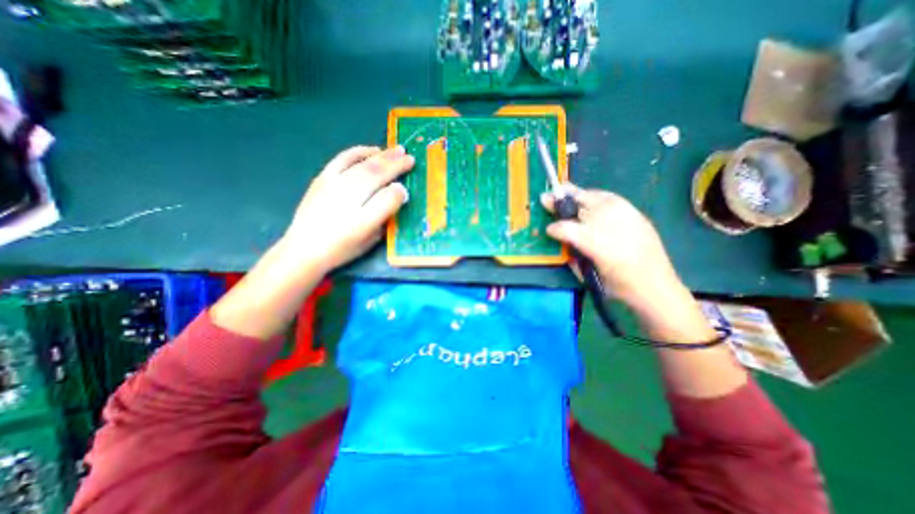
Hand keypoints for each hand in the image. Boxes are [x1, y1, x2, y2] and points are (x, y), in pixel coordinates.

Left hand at [284, 144, 415, 269]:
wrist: (304, 249)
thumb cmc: (341, 248)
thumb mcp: (370, 240)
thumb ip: (385, 216)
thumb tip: (397, 193)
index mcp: (363, 219)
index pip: (388, 197)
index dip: (400, 191)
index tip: (406, 190)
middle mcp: (349, 197)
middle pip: (377, 175)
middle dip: (396, 165)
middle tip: (410, 158)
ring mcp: (333, 184)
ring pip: (363, 164)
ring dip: (382, 155)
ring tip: (397, 150)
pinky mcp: (322, 178)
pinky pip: (343, 159)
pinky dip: (359, 152)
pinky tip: (372, 150)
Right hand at [537, 187, 685, 311]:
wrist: (658, 286)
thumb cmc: (620, 287)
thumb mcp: (590, 277)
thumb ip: (573, 258)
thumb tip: (562, 242)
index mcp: (598, 248)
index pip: (570, 230)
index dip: (556, 228)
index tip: (548, 229)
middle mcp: (612, 227)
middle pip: (581, 208)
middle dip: (561, 203)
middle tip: (547, 197)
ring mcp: (626, 217)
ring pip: (596, 198)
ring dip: (577, 195)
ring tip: (564, 191)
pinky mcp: (636, 214)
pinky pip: (611, 198)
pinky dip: (596, 196)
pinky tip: (588, 197)